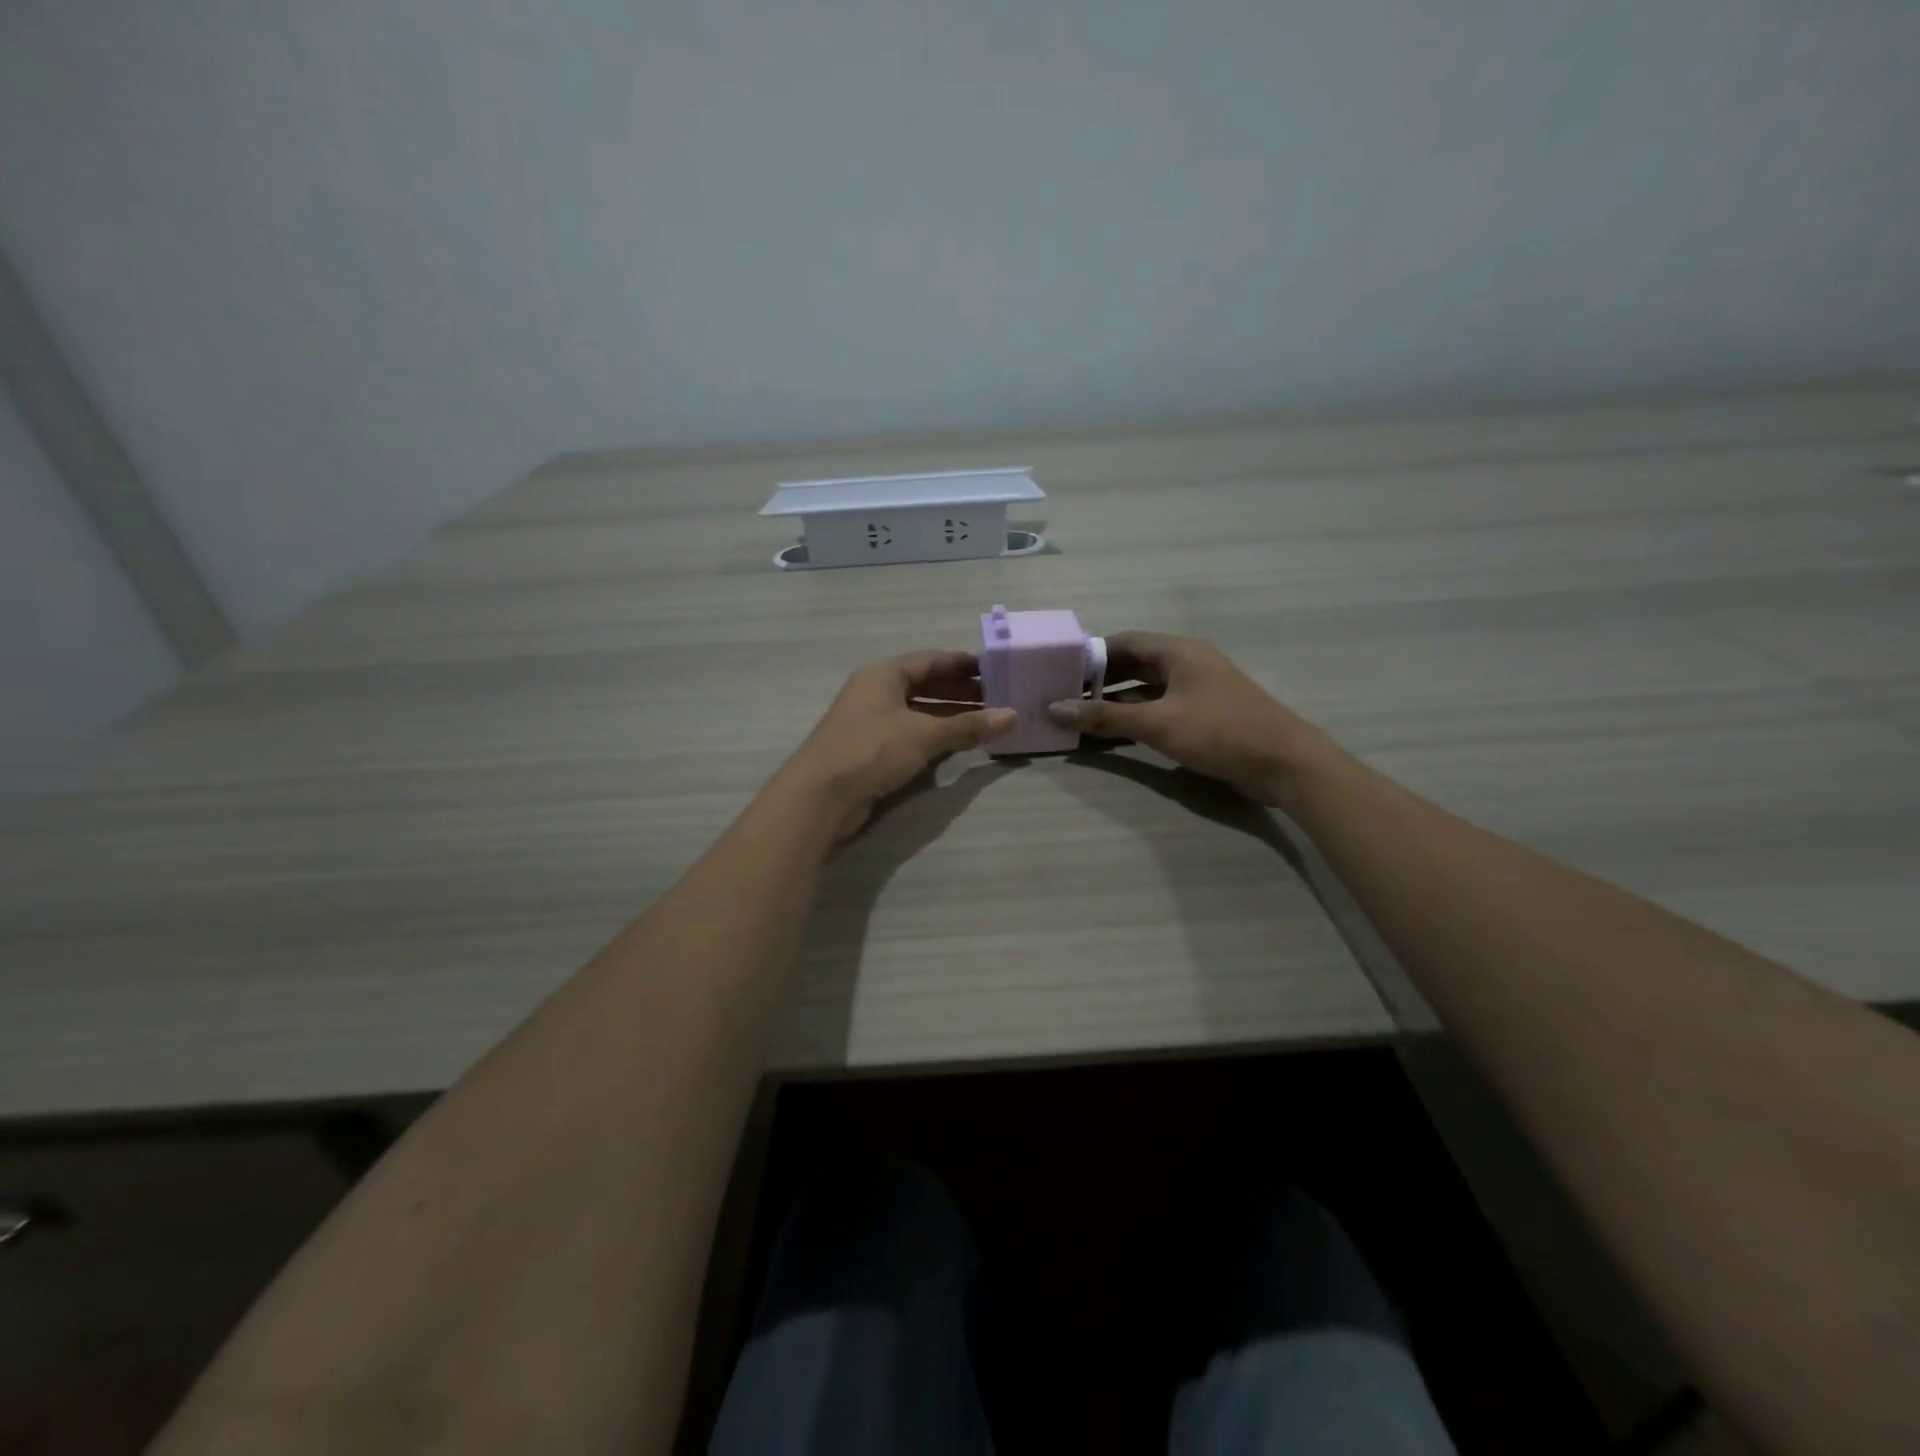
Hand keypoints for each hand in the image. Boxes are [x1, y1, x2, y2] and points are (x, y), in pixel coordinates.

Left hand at [780, 650, 1016, 841]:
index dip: (963, 664)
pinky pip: (910, 734)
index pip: (931, 660)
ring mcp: (871, 722)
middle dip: (960, 691)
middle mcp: (875, 692)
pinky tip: (957, 745)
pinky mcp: (870, 750)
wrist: (820, 796)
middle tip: (997, 699)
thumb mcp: (924, 734)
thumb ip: (968, 725)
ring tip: (985, 722)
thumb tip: (1011, 715)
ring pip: (918, 711)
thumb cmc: (872, 750)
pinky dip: (934, 736)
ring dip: (949, 715)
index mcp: (884, 675)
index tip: (995, 670)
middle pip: (925, 685)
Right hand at [1046, 632, 1339, 806]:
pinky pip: (1161, 707)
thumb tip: (1055, 709)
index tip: (1060, 672)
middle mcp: (1188, 662)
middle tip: (1065, 696)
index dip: (1091, 655)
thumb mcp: (1157, 723)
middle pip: (1134, 664)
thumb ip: (1105, 716)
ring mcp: (1198, 689)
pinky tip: (1115, 732)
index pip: (1124, 642)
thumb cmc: (1219, 732)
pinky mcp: (1205, 714)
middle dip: (1100, 680)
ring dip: (1117, 700)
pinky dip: (1137, 716)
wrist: (1284, 763)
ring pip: (1147, 688)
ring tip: (1081, 715)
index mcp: (1178, 651)